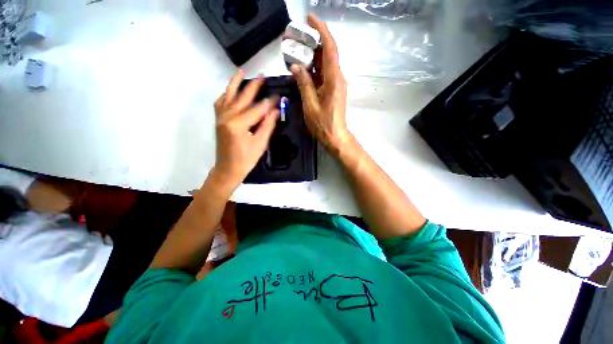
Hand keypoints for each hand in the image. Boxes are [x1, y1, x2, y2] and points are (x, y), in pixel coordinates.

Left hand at [212, 70, 278, 189]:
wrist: (228, 169)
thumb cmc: (246, 159)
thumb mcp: (260, 143)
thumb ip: (267, 125)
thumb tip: (275, 110)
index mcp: (238, 124)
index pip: (257, 108)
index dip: (269, 102)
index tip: (278, 96)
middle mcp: (227, 116)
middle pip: (242, 98)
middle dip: (254, 87)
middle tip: (264, 77)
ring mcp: (220, 117)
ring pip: (228, 96)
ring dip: (236, 83)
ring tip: (242, 72)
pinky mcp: (218, 120)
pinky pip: (220, 103)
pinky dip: (226, 94)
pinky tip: (231, 90)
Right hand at [290, 14, 351, 152]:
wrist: (335, 136)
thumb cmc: (323, 124)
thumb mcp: (310, 105)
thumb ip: (304, 85)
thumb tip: (296, 67)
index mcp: (333, 80)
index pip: (330, 48)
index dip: (321, 30)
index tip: (309, 19)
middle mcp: (337, 78)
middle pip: (327, 53)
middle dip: (312, 43)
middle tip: (294, 39)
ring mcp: (335, 84)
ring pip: (324, 64)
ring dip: (311, 56)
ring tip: (294, 51)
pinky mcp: (332, 90)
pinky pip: (323, 74)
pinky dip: (313, 69)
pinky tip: (301, 68)